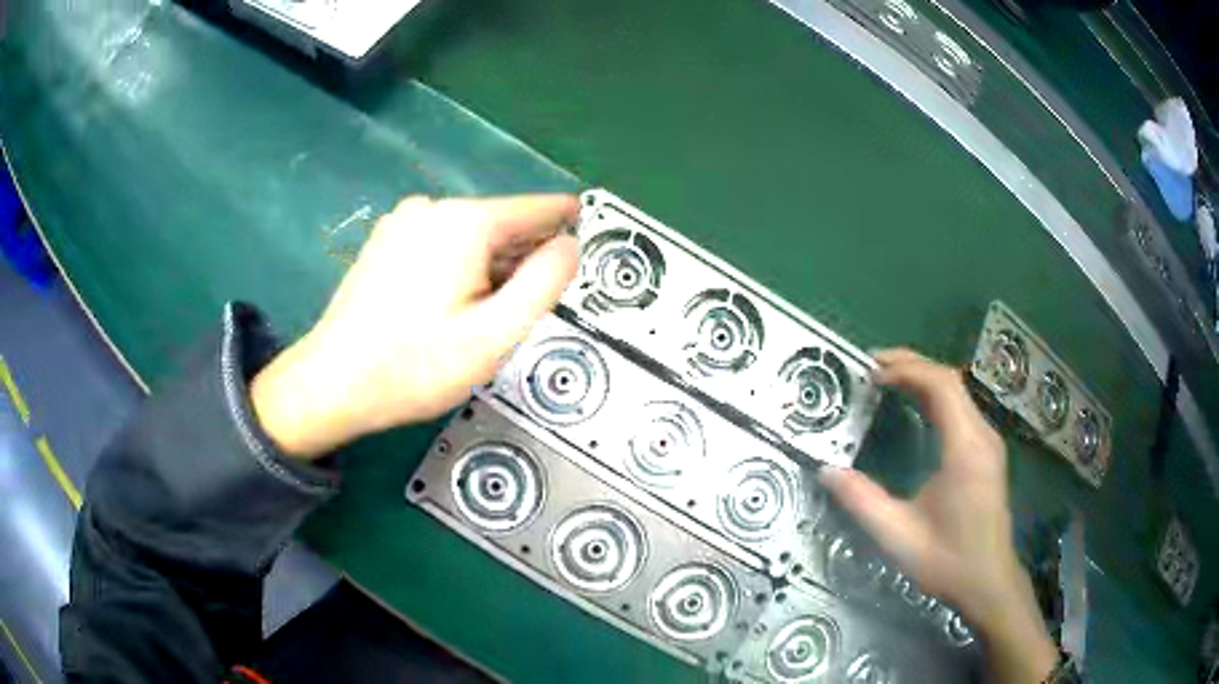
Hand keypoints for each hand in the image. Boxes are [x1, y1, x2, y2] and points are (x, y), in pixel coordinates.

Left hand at [250, 195, 578, 457]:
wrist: (333, 383)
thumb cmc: (416, 365)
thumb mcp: (495, 333)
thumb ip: (545, 283)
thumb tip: (570, 246)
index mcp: (465, 221)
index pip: (537, 209)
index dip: (566, 224)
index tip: (585, 238)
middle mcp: (432, 208)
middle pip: (502, 226)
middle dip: (521, 261)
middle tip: (518, 314)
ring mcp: (403, 222)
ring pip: (471, 238)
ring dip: (489, 270)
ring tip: (479, 320)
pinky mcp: (385, 242)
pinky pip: (441, 245)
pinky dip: (458, 269)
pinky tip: (446, 310)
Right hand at [820, 348, 1057, 683]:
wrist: (988, 582)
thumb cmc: (947, 560)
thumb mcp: (898, 536)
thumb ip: (862, 501)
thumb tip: (826, 470)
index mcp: (966, 449)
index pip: (942, 386)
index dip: (906, 370)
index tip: (872, 375)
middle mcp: (982, 436)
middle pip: (950, 380)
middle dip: (912, 365)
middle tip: (873, 364)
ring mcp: (988, 443)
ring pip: (958, 392)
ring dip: (923, 379)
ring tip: (887, 379)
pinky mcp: (987, 453)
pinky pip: (962, 409)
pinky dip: (935, 397)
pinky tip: (915, 408)